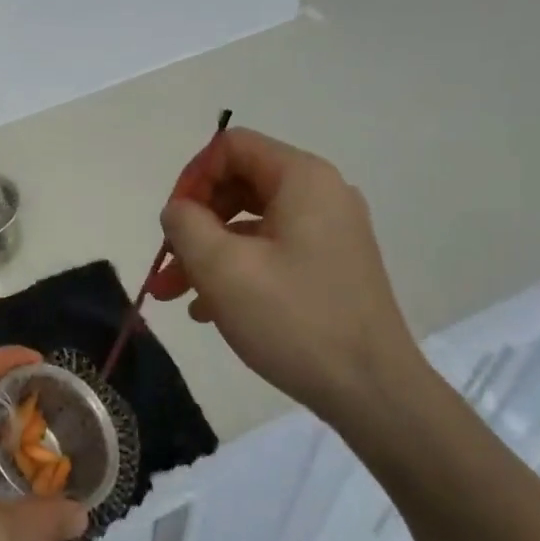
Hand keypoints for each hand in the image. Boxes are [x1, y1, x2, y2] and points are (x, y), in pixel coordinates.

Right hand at [148, 128, 425, 428]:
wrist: (373, 393)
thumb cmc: (294, 320)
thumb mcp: (222, 268)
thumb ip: (185, 224)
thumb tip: (178, 210)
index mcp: (303, 179)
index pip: (232, 147)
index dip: (192, 177)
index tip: (172, 224)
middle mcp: (322, 195)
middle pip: (239, 184)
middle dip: (195, 222)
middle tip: (166, 262)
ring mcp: (330, 232)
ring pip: (251, 224)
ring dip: (207, 253)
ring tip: (174, 295)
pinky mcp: (331, 267)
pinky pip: (272, 251)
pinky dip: (236, 270)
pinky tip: (208, 311)